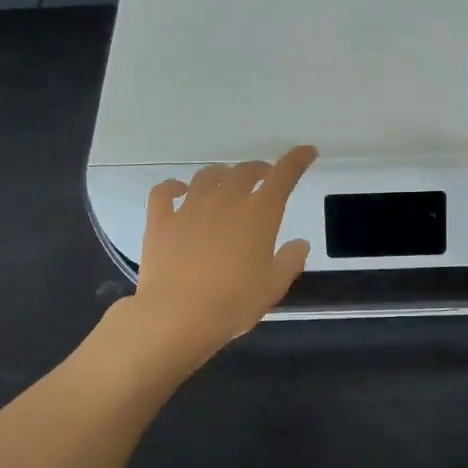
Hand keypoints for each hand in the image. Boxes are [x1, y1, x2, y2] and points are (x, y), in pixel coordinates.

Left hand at [124, 146, 317, 368]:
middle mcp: (225, 201)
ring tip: (226, 183)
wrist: (177, 316)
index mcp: (258, 214)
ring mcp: (189, 208)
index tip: (306, 152)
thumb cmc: (233, 303)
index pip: (283, 176)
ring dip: (221, 174)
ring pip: (207, 176)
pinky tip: (178, 190)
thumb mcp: (273, 287)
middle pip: (244, 172)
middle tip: (265, 177)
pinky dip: (173, 186)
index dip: (296, 160)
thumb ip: (290, 261)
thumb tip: (299, 243)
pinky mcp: (161, 221)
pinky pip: (164, 192)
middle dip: (258, 169)